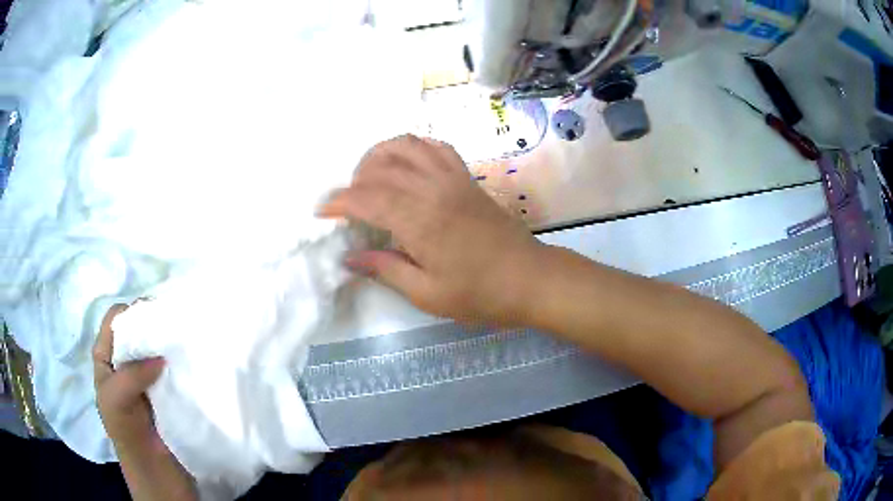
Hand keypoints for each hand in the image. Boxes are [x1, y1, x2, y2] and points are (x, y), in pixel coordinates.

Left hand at [93, 305, 196, 499]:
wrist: (158, 473)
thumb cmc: (128, 434)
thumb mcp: (115, 401)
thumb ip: (130, 374)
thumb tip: (161, 355)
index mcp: (106, 357)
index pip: (116, 320)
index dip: (132, 313)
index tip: (156, 317)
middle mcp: (124, 361)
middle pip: (137, 330)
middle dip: (154, 324)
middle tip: (176, 326)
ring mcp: (146, 376)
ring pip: (156, 347)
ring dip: (169, 344)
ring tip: (188, 340)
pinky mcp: (167, 389)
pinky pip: (171, 367)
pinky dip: (180, 361)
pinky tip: (191, 360)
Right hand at [319, 135, 544, 324]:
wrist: (529, 279)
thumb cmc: (479, 294)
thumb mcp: (427, 293)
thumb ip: (385, 269)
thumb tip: (350, 257)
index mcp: (420, 220)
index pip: (367, 198)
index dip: (339, 202)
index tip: (322, 212)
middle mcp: (433, 188)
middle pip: (382, 165)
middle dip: (355, 179)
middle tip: (349, 204)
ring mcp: (453, 178)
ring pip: (408, 145)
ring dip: (380, 154)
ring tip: (371, 178)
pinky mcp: (467, 177)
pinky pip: (436, 147)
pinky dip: (414, 148)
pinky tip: (407, 166)